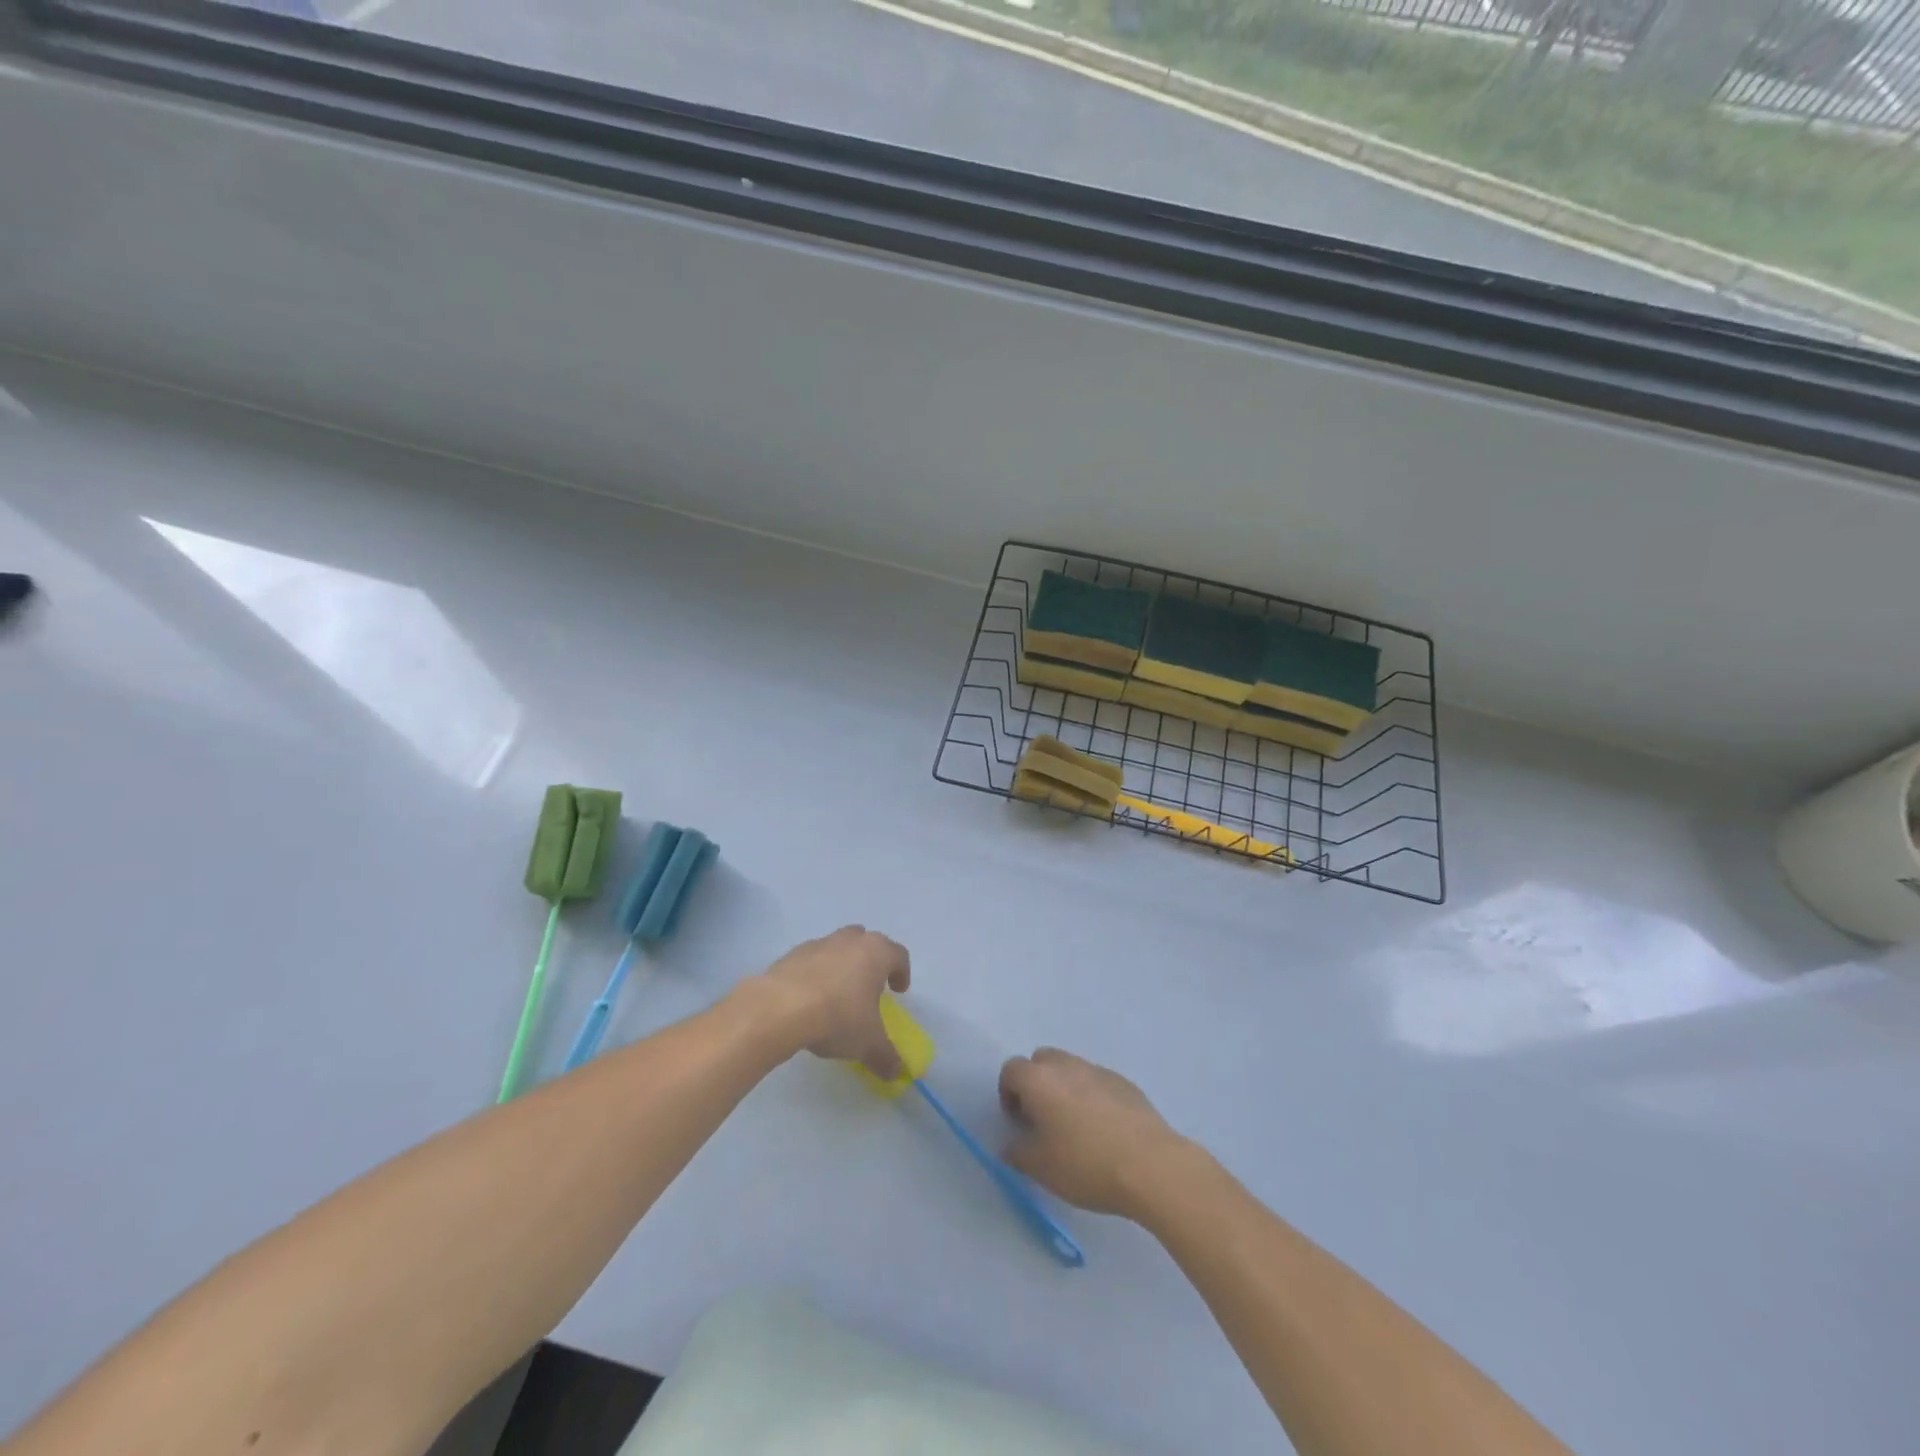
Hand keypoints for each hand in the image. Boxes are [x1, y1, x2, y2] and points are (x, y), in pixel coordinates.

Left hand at [757, 926, 909, 1079]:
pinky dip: (814, 974)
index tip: (898, 991)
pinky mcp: (792, 954)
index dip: (902, 972)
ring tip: (837, 994)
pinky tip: (809, 999)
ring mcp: (818, 944)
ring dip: (841, 965)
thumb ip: (886, 1056)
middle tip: (869, 987)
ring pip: (838, 947)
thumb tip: (896, 1073)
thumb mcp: (868, 1043)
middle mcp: (850, 940)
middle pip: (867, 942)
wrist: (780, 1008)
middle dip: (870, 961)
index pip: (898, 955)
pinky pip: (811, 961)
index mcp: (876, 952)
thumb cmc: (838, 1016)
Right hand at [999, 1048, 1187, 1218]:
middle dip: (1036, 1083)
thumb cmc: (1085, 1165)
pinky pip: (1097, 1081)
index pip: (1011, 1070)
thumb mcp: (1041, 1168)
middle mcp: (1066, 1065)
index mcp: (1039, 1080)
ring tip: (1075, 1125)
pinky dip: (1092, 1096)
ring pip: (1071, 1068)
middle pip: (1041, 1060)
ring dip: (1064, 1087)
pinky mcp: (1125, 1082)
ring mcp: (1098, 1070)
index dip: (1008, 1093)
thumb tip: (1010, 1144)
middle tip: (1043, 1118)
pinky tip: (1104, 1129)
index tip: (1018, 1121)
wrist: (1149, 1165)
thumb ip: (1017, 1153)